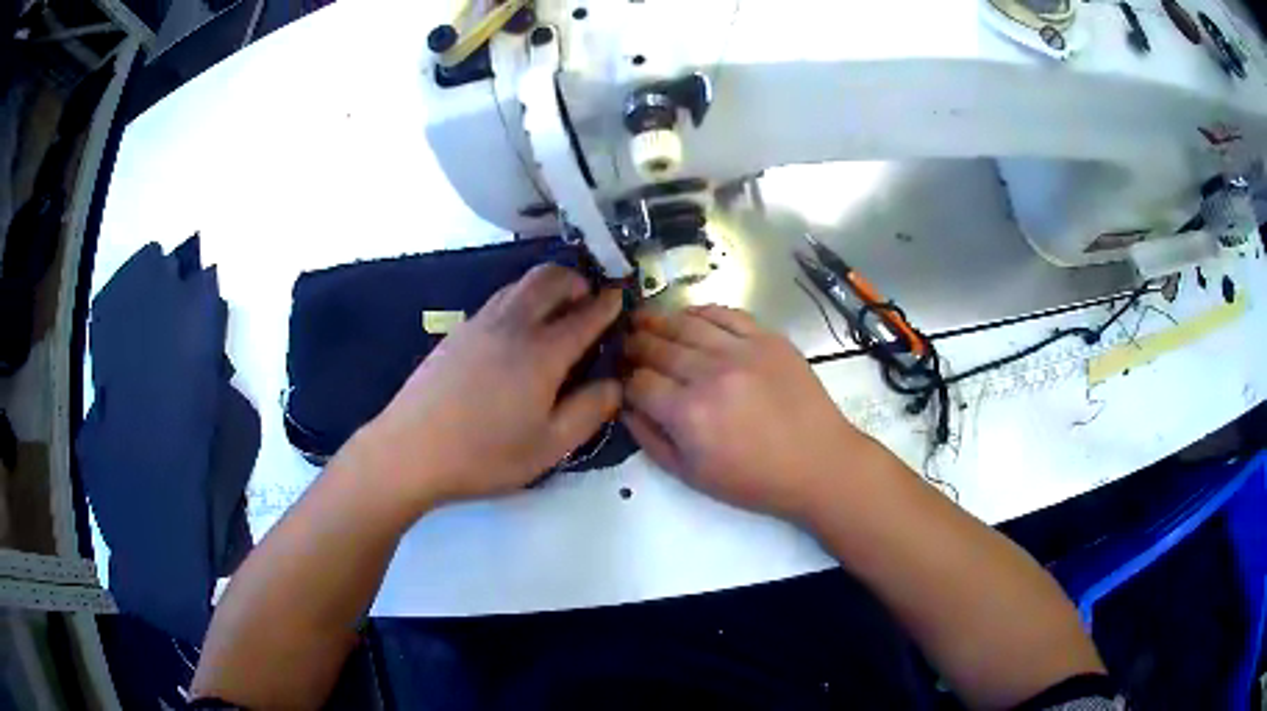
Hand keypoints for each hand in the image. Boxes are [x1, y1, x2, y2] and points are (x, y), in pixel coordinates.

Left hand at [356, 264, 622, 508]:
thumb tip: (616, 384)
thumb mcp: (549, 446)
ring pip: (520, 284)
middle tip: (588, 299)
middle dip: (576, 280)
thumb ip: (589, 411)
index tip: (621, 297)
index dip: (607, 304)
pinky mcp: (457, 332)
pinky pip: (499, 299)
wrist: (410, 451)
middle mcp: (513, 325)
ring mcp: (480, 324)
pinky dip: (521, 298)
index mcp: (542, 352)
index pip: (585, 315)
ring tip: (557, 309)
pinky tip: (517, 330)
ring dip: (547, 285)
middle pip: (550, 279)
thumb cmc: (484, 454)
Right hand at [623, 305, 876, 520]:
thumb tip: (625, 406)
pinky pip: (725, 313)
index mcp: (688, 413)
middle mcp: (710, 373)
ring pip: (686, 323)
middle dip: (634, 345)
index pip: (638, 381)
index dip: (623, 378)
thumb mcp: (692, 475)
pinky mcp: (767, 338)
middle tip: (623, 343)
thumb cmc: (754, 480)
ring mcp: (741, 350)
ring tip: (643, 319)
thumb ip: (650, 440)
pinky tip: (687, 316)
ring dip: (658, 320)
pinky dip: (700, 311)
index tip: (618, 377)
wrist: (819, 463)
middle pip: (657, 346)